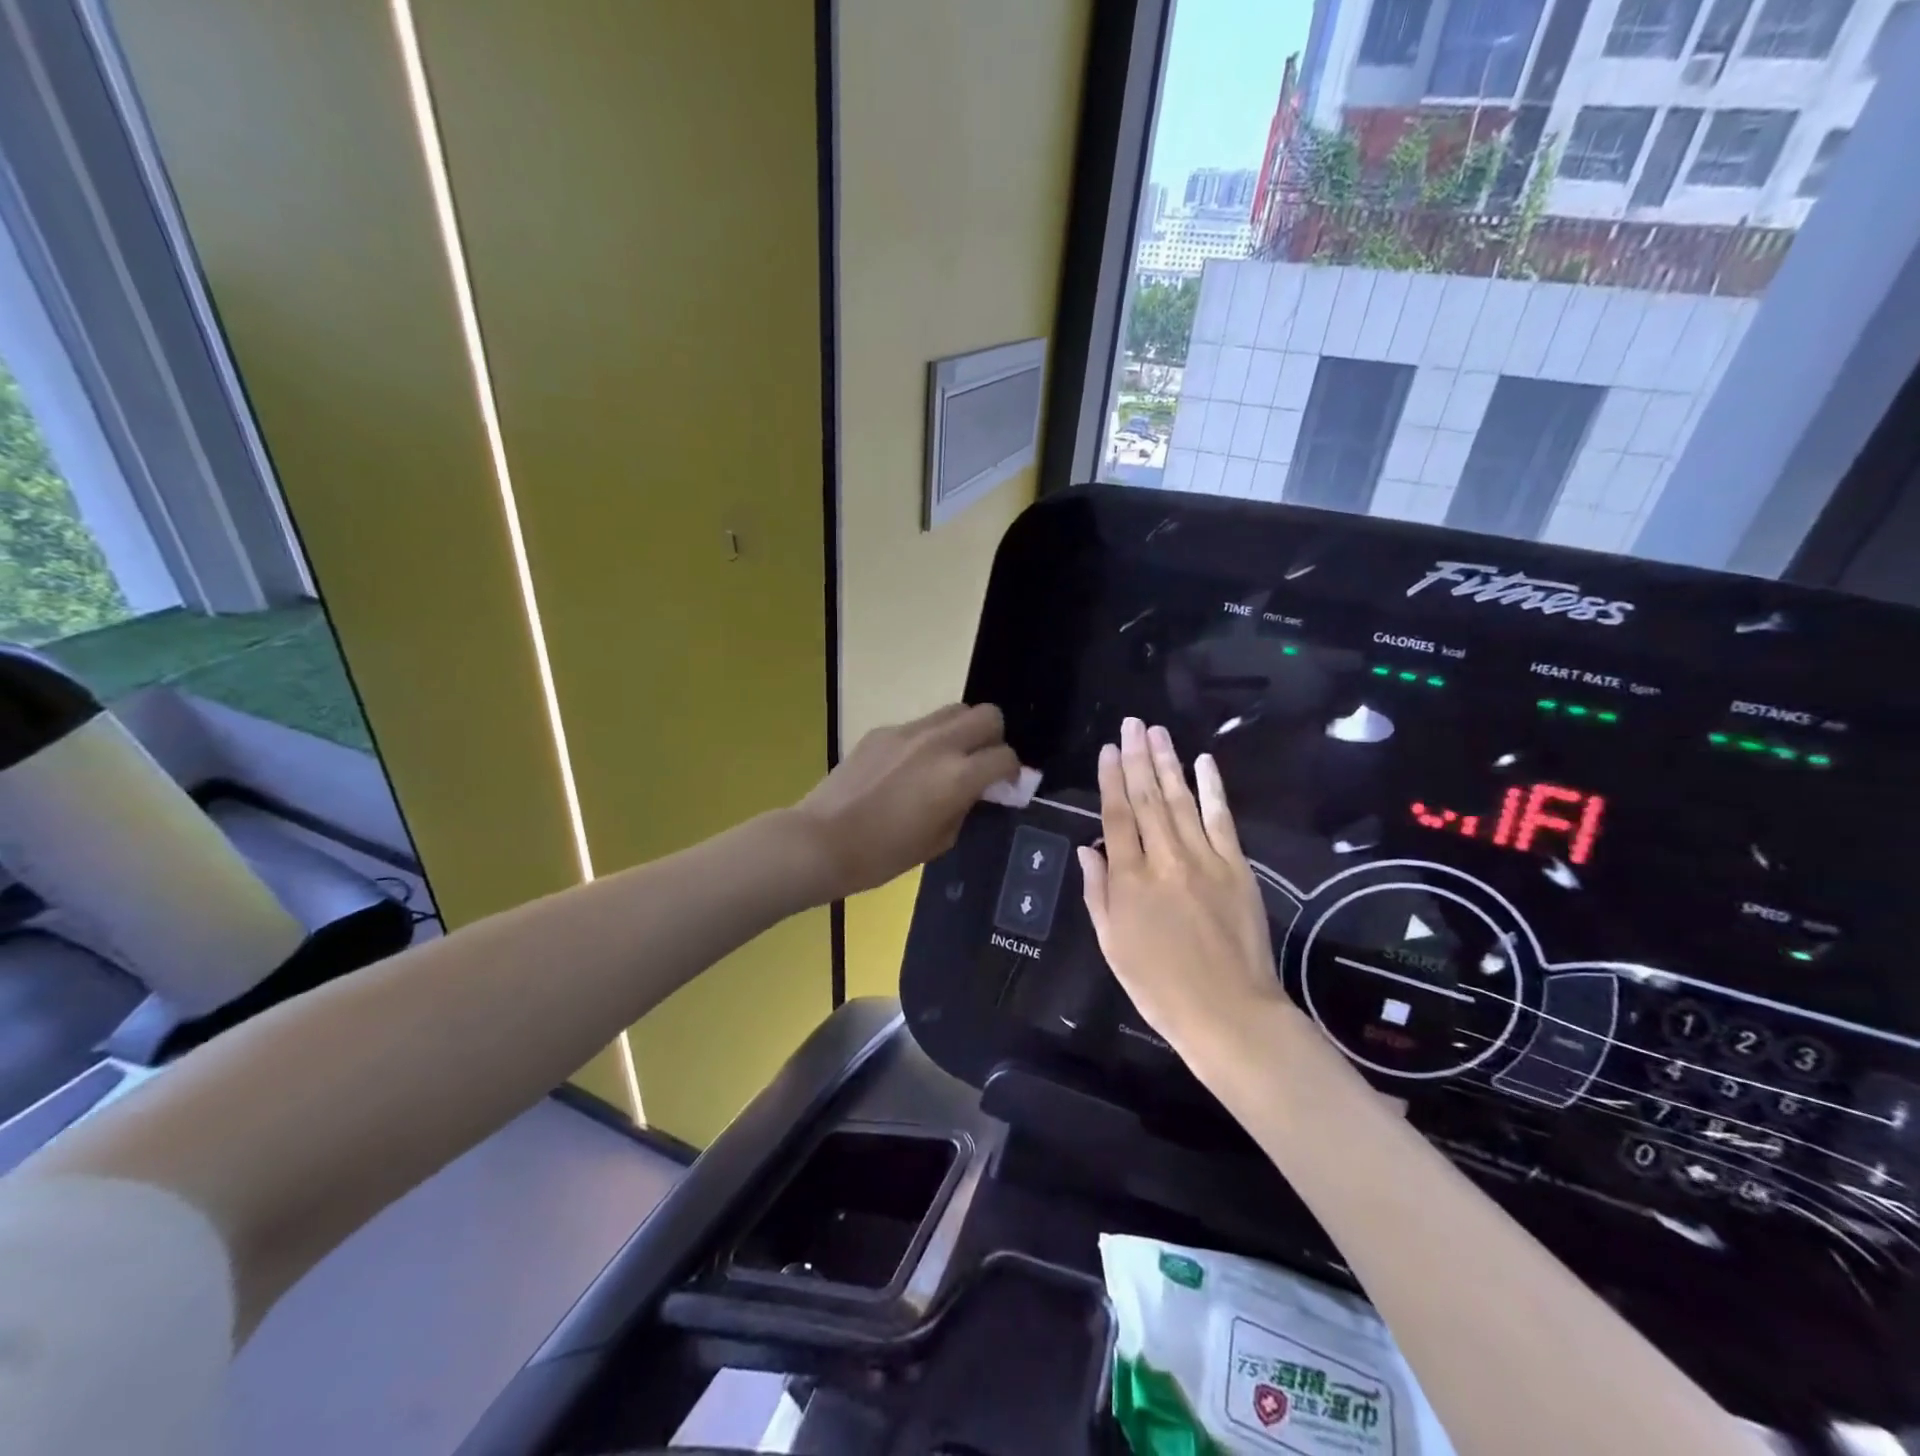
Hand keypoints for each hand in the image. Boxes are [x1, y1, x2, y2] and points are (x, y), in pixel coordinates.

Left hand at [793, 703, 1020, 899]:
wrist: (821, 841)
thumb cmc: (882, 855)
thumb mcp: (939, 841)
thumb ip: (966, 807)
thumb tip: (978, 791)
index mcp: (958, 776)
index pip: (1005, 757)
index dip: (1011, 772)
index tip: (1003, 786)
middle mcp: (939, 743)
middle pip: (987, 715)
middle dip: (993, 738)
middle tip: (980, 764)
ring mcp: (908, 732)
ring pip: (954, 710)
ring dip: (962, 731)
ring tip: (948, 759)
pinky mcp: (882, 731)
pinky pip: (919, 725)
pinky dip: (927, 740)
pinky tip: (907, 769)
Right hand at [1079, 718, 1287, 1058]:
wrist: (1229, 1012)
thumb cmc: (1159, 986)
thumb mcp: (1112, 945)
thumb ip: (1098, 893)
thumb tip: (1087, 850)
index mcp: (1129, 880)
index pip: (1116, 817)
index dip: (1111, 780)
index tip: (1108, 750)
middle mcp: (1164, 859)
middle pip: (1147, 798)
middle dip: (1138, 757)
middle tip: (1132, 724)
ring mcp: (1204, 859)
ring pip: (1181, 800)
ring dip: (1168, 762)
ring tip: (1157, 732)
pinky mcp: (1237, 867)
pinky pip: (1221, 819)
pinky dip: (1212, 789)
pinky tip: (1204, 763)